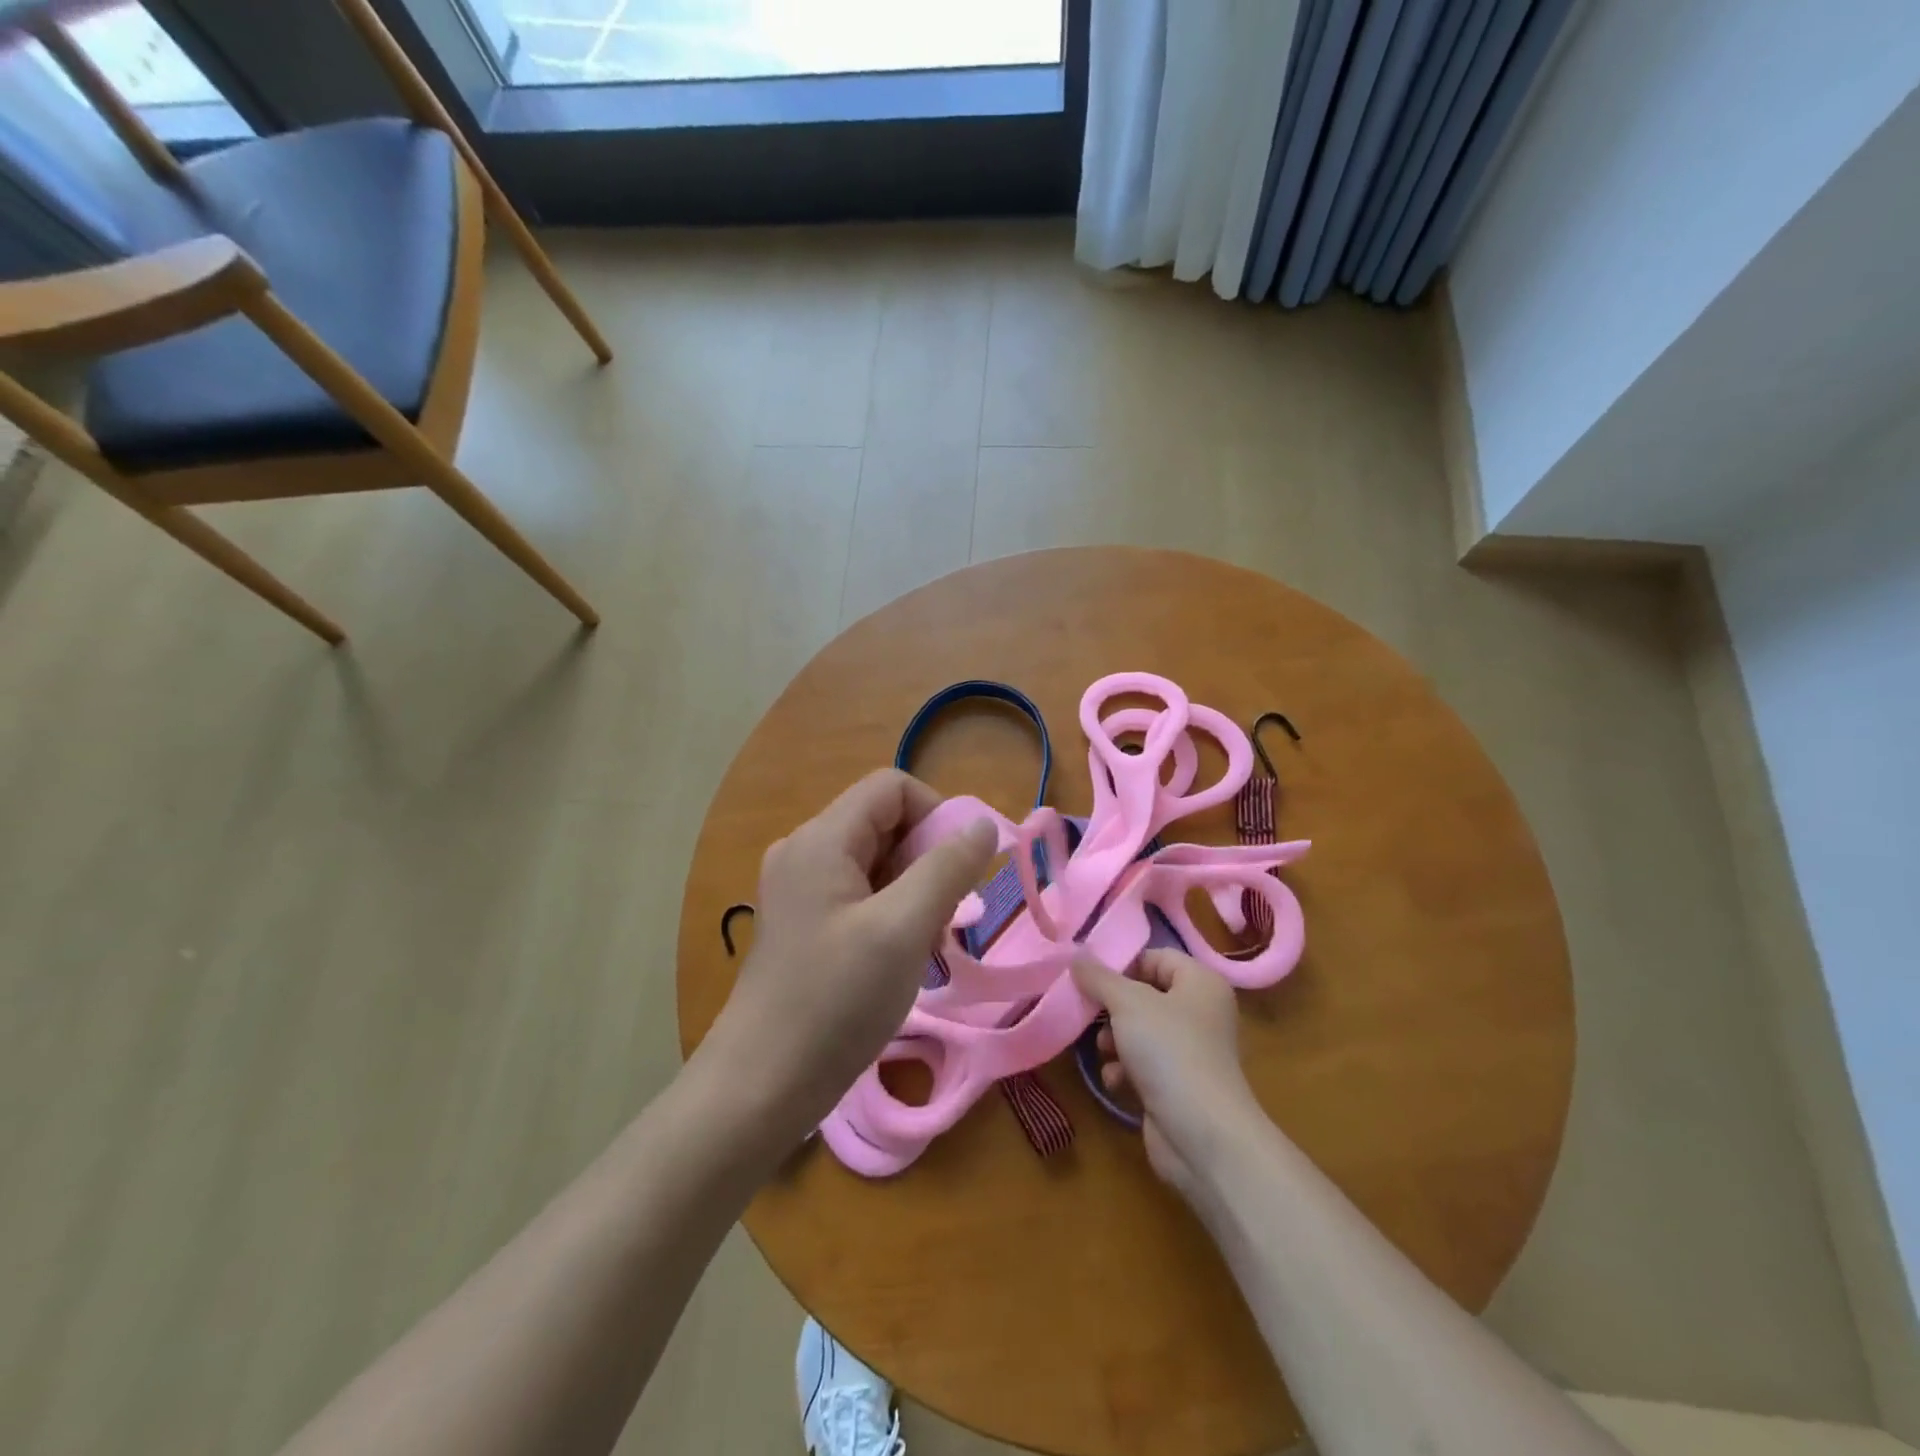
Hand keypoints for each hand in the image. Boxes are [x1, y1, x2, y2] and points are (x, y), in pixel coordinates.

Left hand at [697, 770, 995, 1153]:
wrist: (762, 1085)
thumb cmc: (836, 1001)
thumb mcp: (904, 929)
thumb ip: (947, 868)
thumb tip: (982, 824)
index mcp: (822, 839)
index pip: (892, 787)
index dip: (936, 814)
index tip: (960, 869)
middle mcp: (806, 851)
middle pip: (884, 823)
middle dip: (927, 859)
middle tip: (944, 917)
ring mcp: (801, 889)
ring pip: (877, 862)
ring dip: (913, 891)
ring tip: (924, 944)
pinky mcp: (805, 922)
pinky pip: (860, 894)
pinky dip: (892, 913)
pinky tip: (900, 958)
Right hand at [1074, 949, 1263, 1192]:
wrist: (1203, 1135)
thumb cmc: (1170, 1051)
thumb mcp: (1127, 1002)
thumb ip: (1098, 976)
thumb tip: (1076, 954)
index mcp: (1201, 983)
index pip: (1156, 957)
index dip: (1123, 965)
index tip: (1090, 978)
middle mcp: (1201, 1012)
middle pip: (1145, 995)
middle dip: (1113, 1007)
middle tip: (1088, 1013)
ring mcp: (1191, 1051)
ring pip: (1141, 1032)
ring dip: (1115, 1040)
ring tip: (1103, 1050)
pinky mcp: (1179, 1086)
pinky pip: (1145, 1065)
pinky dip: (1125, 1070)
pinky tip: (1114, 1080)